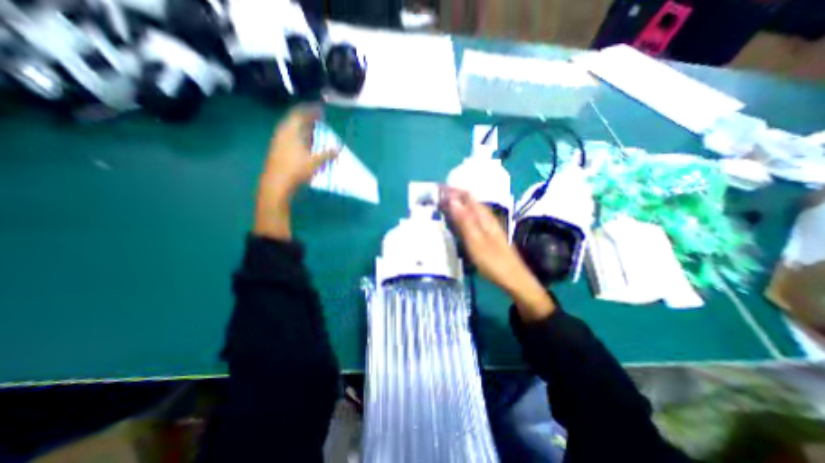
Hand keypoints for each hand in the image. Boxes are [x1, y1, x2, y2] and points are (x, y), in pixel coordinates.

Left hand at [262, 104, 336, 197]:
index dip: (311, 110)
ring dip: (303, 128)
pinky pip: (290, 137)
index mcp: (291, 131)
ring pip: (292, 129)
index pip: (299, 114)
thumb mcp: (315, 162)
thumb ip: (327, 154)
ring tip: (314, 131)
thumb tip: (338, 148)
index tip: (321, 110)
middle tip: (319, 119)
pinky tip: (306, 143)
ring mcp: (279, 141)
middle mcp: (283, 132)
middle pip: (295, 120)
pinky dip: (299, 136)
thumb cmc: (296, 169)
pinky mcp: (278, 149)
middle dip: (307, 119)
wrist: (277, 182)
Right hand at [437, 187, 552, 321]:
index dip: (453, 190)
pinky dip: (460, 217)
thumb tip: (452, 200)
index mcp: (484, 216)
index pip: (467, 195)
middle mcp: (486, 217)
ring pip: (469, 210)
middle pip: (468, 201)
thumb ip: (464, 220)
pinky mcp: (486, 235)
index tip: (436, 189)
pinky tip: (454, 222)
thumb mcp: (476, 241)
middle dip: (452, 196)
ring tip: (440, 207)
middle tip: (434, 199)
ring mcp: (487, 226)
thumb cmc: (493, 261)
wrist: (513, 279)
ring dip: (455, 206)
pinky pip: (470, 219)